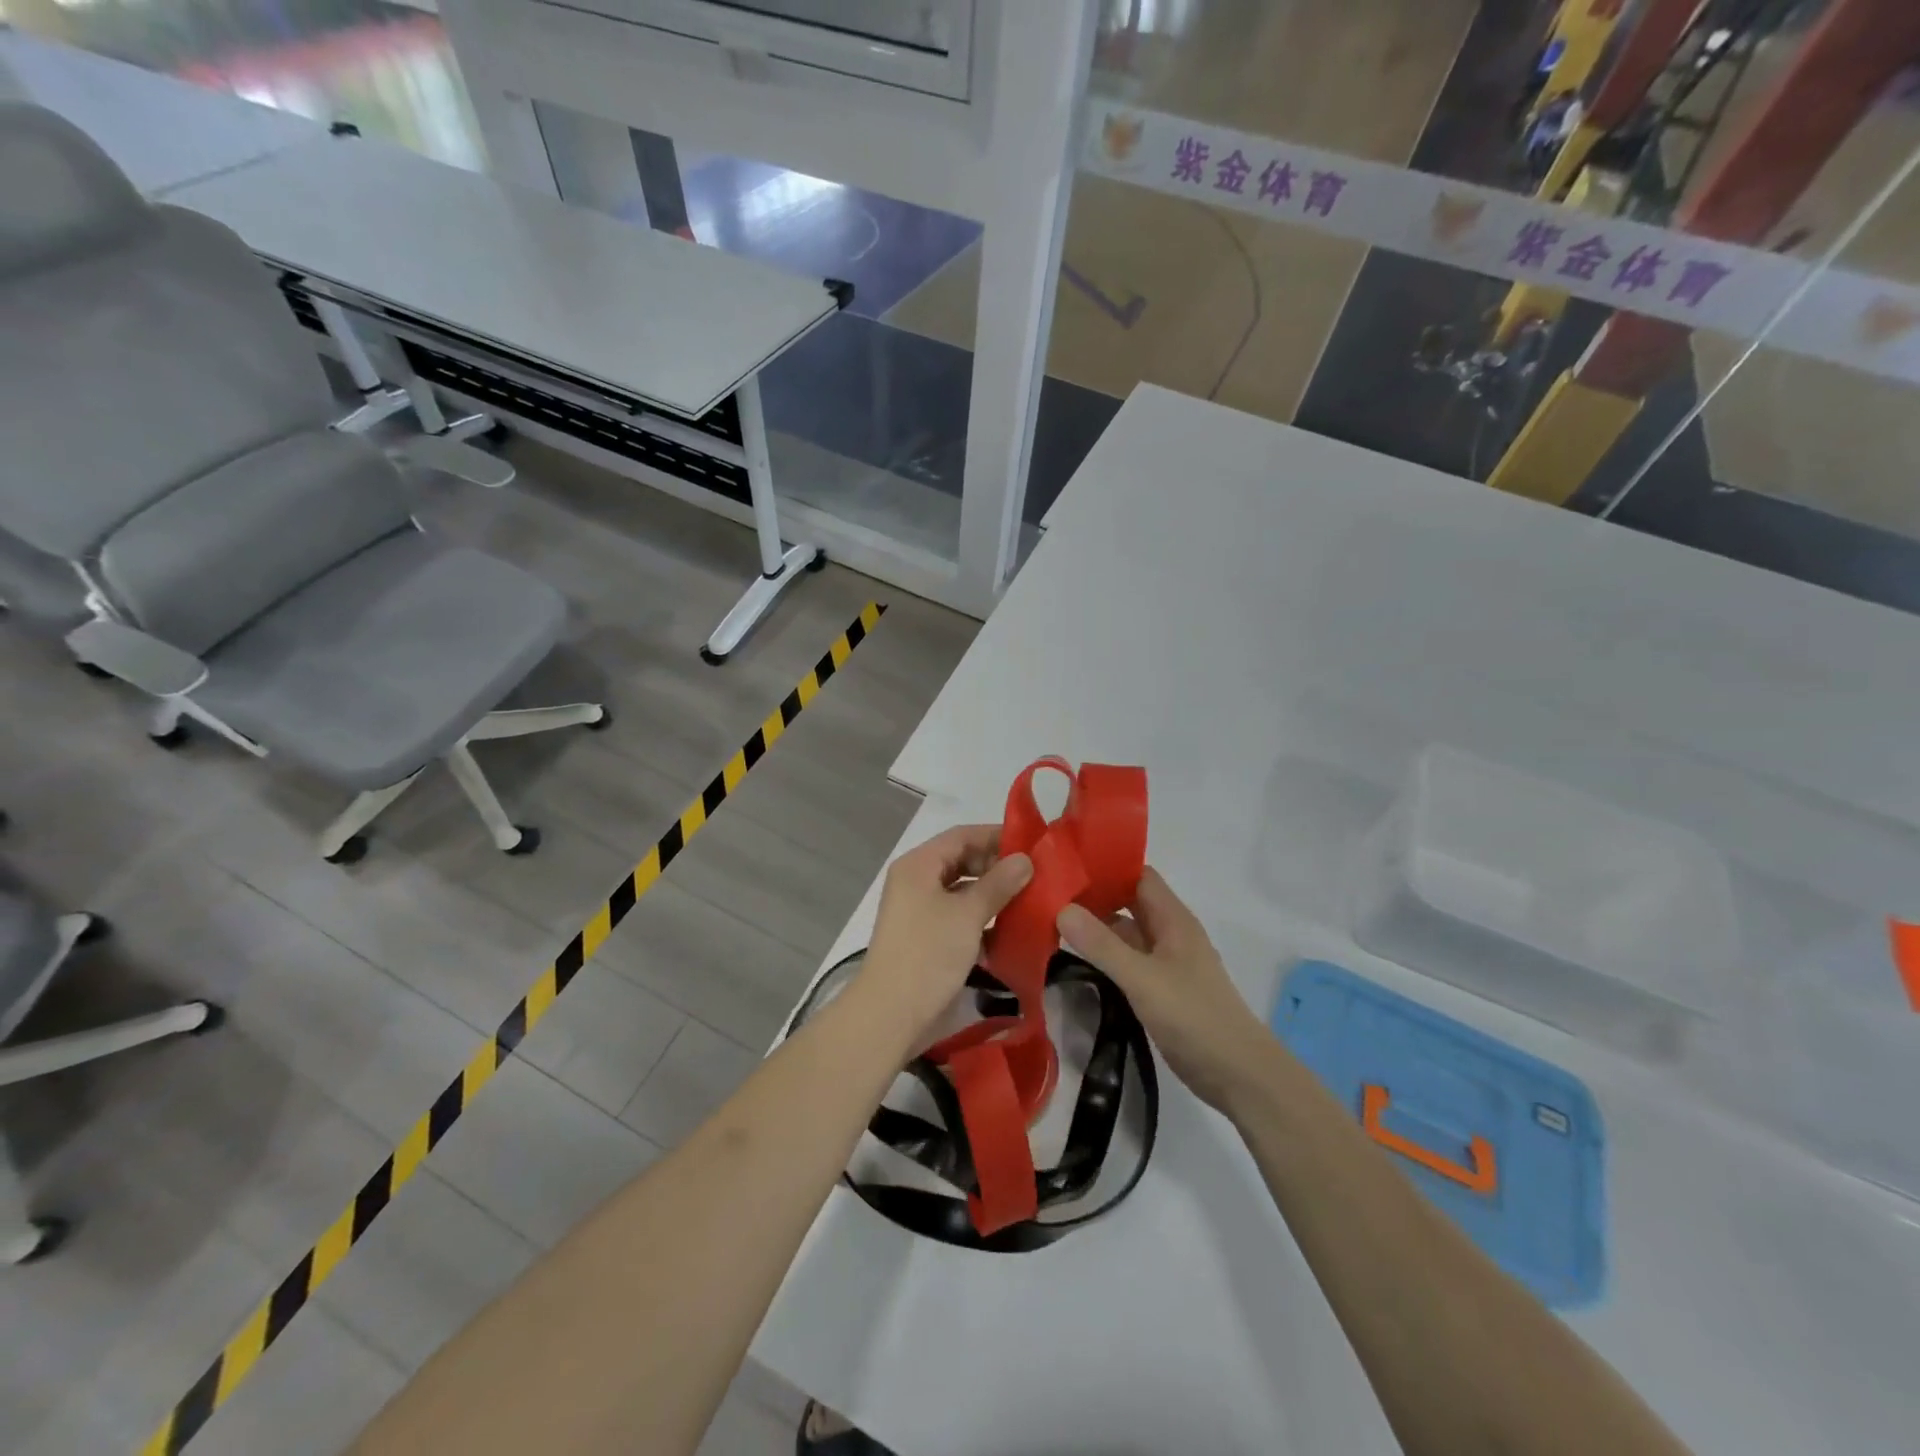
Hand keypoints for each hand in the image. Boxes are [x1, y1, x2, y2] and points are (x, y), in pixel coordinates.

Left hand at [857, 825, 1031, 1043]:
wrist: (891, 1015)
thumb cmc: (928, 954)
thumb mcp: (967, 914)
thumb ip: (998, 883)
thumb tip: (1025, 859)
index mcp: (919, 865)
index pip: (962, 836)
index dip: (997, 836)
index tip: (1033, 845)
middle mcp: (917, 882)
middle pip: (963, 861)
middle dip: (998, 867)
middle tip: (1037, 875)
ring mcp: (921, 911)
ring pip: (964, 892)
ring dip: (994, 895)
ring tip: (1032, 900)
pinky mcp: (929, 939)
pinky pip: (960, 918)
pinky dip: (984, 920)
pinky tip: (1013, 930)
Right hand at [1057, 867, 1274, 1113]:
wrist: (1239, 1075)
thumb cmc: (1194, 1017)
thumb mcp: (1142, 979)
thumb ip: (1101, 945)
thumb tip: (1061, 908)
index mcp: (1173, 919)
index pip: (1137, 875)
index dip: (1106, 866)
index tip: (1066, 864)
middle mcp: (1170, 934)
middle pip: (1129, 902)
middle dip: (1093, 896)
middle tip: (1048, 893)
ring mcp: (1166, 963)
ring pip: (1126, 934)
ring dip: (1095, 927)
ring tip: (1051, 921)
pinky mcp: (1160, 990)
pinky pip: (1127, 961)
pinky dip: (1104, 956)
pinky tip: (1075, 959)